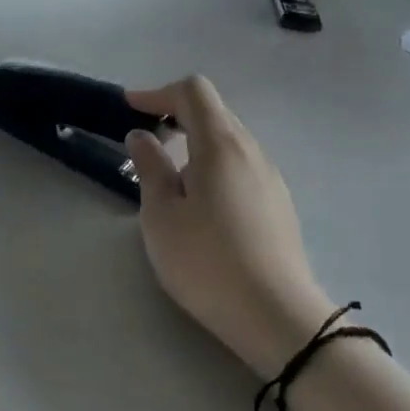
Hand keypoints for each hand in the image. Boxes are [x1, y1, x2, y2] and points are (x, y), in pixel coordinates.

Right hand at [125, 76, 330, 377]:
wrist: (278, 319)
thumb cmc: (208, 261)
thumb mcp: (161, 215)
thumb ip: (150, 167)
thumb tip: (142, 136)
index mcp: (220, 144)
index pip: (193, 91)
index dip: (158, 93)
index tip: (130, 108)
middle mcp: (251, 151)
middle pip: (214, 111)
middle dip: (175, 115)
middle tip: (145, 141)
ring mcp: (271, 178)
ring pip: (229, 140)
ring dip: (195, 142)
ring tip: (170, 177)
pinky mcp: (279, 205)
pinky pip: (241, 165)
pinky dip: (214, 165)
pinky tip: (202, 203)